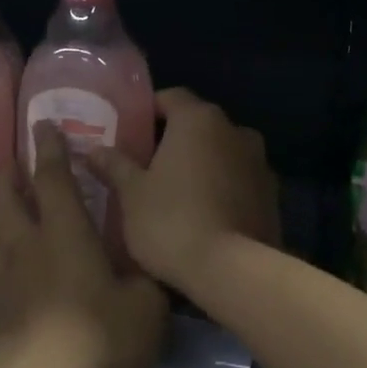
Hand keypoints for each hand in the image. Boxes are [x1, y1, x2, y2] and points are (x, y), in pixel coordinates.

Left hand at [0, 123, 168, 367]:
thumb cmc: (98, 339)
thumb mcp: (146, 308)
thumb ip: (148, 279)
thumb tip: (151, 263)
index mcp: (65, 233)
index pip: (53, 178)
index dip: (50, 149)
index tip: (43, 125)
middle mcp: (27, 242)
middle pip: (8, 196)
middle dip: (11, 172)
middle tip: (15, 160)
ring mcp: (1, 272)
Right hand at [87, 88, 280, 293]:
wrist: (231, 270)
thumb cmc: (171, 222)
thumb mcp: (131, 194)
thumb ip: (114, 166)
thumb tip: (94, 150)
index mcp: (199, 120)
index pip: (171, 97)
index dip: (148, 111)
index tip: (130, 131)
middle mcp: (235, 131)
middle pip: (198, 125)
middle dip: (174, 140)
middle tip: (146, 165)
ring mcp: (259, 163)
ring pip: (222, 154)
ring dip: (202, 165)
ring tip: (176, 193)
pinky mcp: (272, 195)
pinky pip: (239, 181)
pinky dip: (222, 188)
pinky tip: (204, 214)